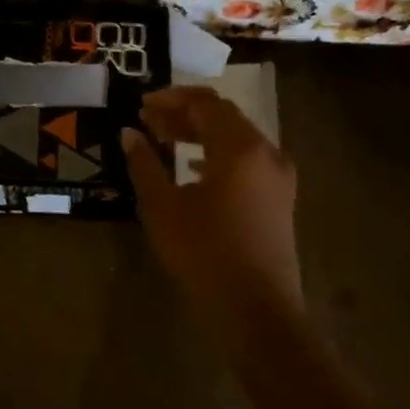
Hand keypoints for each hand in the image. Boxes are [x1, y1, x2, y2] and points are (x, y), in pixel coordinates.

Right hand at [122, 87, 303, 321]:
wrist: (256, 309)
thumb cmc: (204, 253)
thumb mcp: (163, 206)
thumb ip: (145, 164)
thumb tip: (130, 134)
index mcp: (240, 147)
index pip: (205, 104)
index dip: (171, 99)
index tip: (142, 106)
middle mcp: (266, 152)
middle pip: (224, 117)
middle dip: (184, 115)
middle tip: (149, 122)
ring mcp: (278, 176)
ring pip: (236, 138)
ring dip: (200, 134)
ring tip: (165, 141)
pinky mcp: (279, 198)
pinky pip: (246, 160)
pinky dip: (217, 155)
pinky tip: (192, 169)